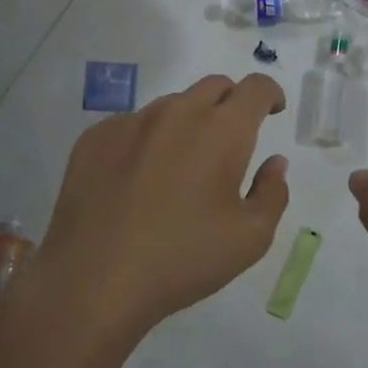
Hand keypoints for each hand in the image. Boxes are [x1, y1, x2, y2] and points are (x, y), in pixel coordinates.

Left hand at [25, 73, 289, 343]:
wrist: (93, 281)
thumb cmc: (182, 259)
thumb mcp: (250, 238)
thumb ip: (273, 192)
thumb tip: (274, 163)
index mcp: (222, 130)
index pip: (256, 87)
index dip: (271, 94)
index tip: (273, 112)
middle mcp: (177, 113)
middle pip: (214, 86)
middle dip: (232, 103)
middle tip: (231, 141)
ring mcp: (131, 122)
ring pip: (172, 105)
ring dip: (188, 122)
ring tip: (182, 166)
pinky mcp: (94, 138)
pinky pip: (132, 125)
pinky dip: (148, 140)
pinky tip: (139, 180)